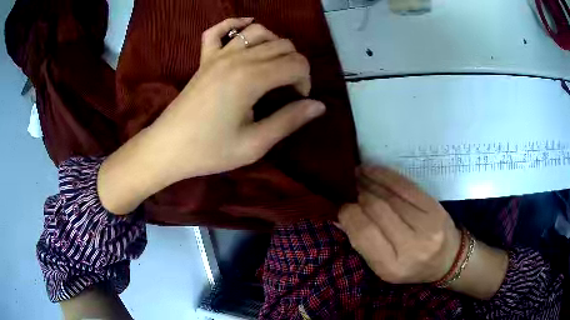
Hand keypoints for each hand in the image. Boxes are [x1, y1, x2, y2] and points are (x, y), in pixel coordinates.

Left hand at [98, 18, 324, 214]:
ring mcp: (217, 55)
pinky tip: (246, 28)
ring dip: (275, 44)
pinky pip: (219, 30)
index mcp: (251, 79)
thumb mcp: (254, 144)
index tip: (298, 101)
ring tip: (274, 66)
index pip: (296, 63)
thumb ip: (289, 121)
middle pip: (282, 45)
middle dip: (295, 64)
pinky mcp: (204, 58)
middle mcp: (237, 58)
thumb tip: (319, 106)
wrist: (168, 148)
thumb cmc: (209, 151)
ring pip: (258, 32)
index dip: (305, 81)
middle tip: (288, 90)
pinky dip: (235, 25)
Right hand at [337, 166, 461, 283]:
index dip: (349, 215)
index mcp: (392, 267)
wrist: (448, 259)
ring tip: (357, 175)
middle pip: (377, 211)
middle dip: (359, 195)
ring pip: (390, 196)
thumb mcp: (384, 267)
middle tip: (348, 188)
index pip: (364, 234)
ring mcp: (426, 225)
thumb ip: (363, 244)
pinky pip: (405, 186)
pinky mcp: (435, 207)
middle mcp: (411, 247)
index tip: (341, 205)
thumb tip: (342, 215)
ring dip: (369, 182)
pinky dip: (386, 176)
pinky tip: (372, 170)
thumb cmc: (412, 267)